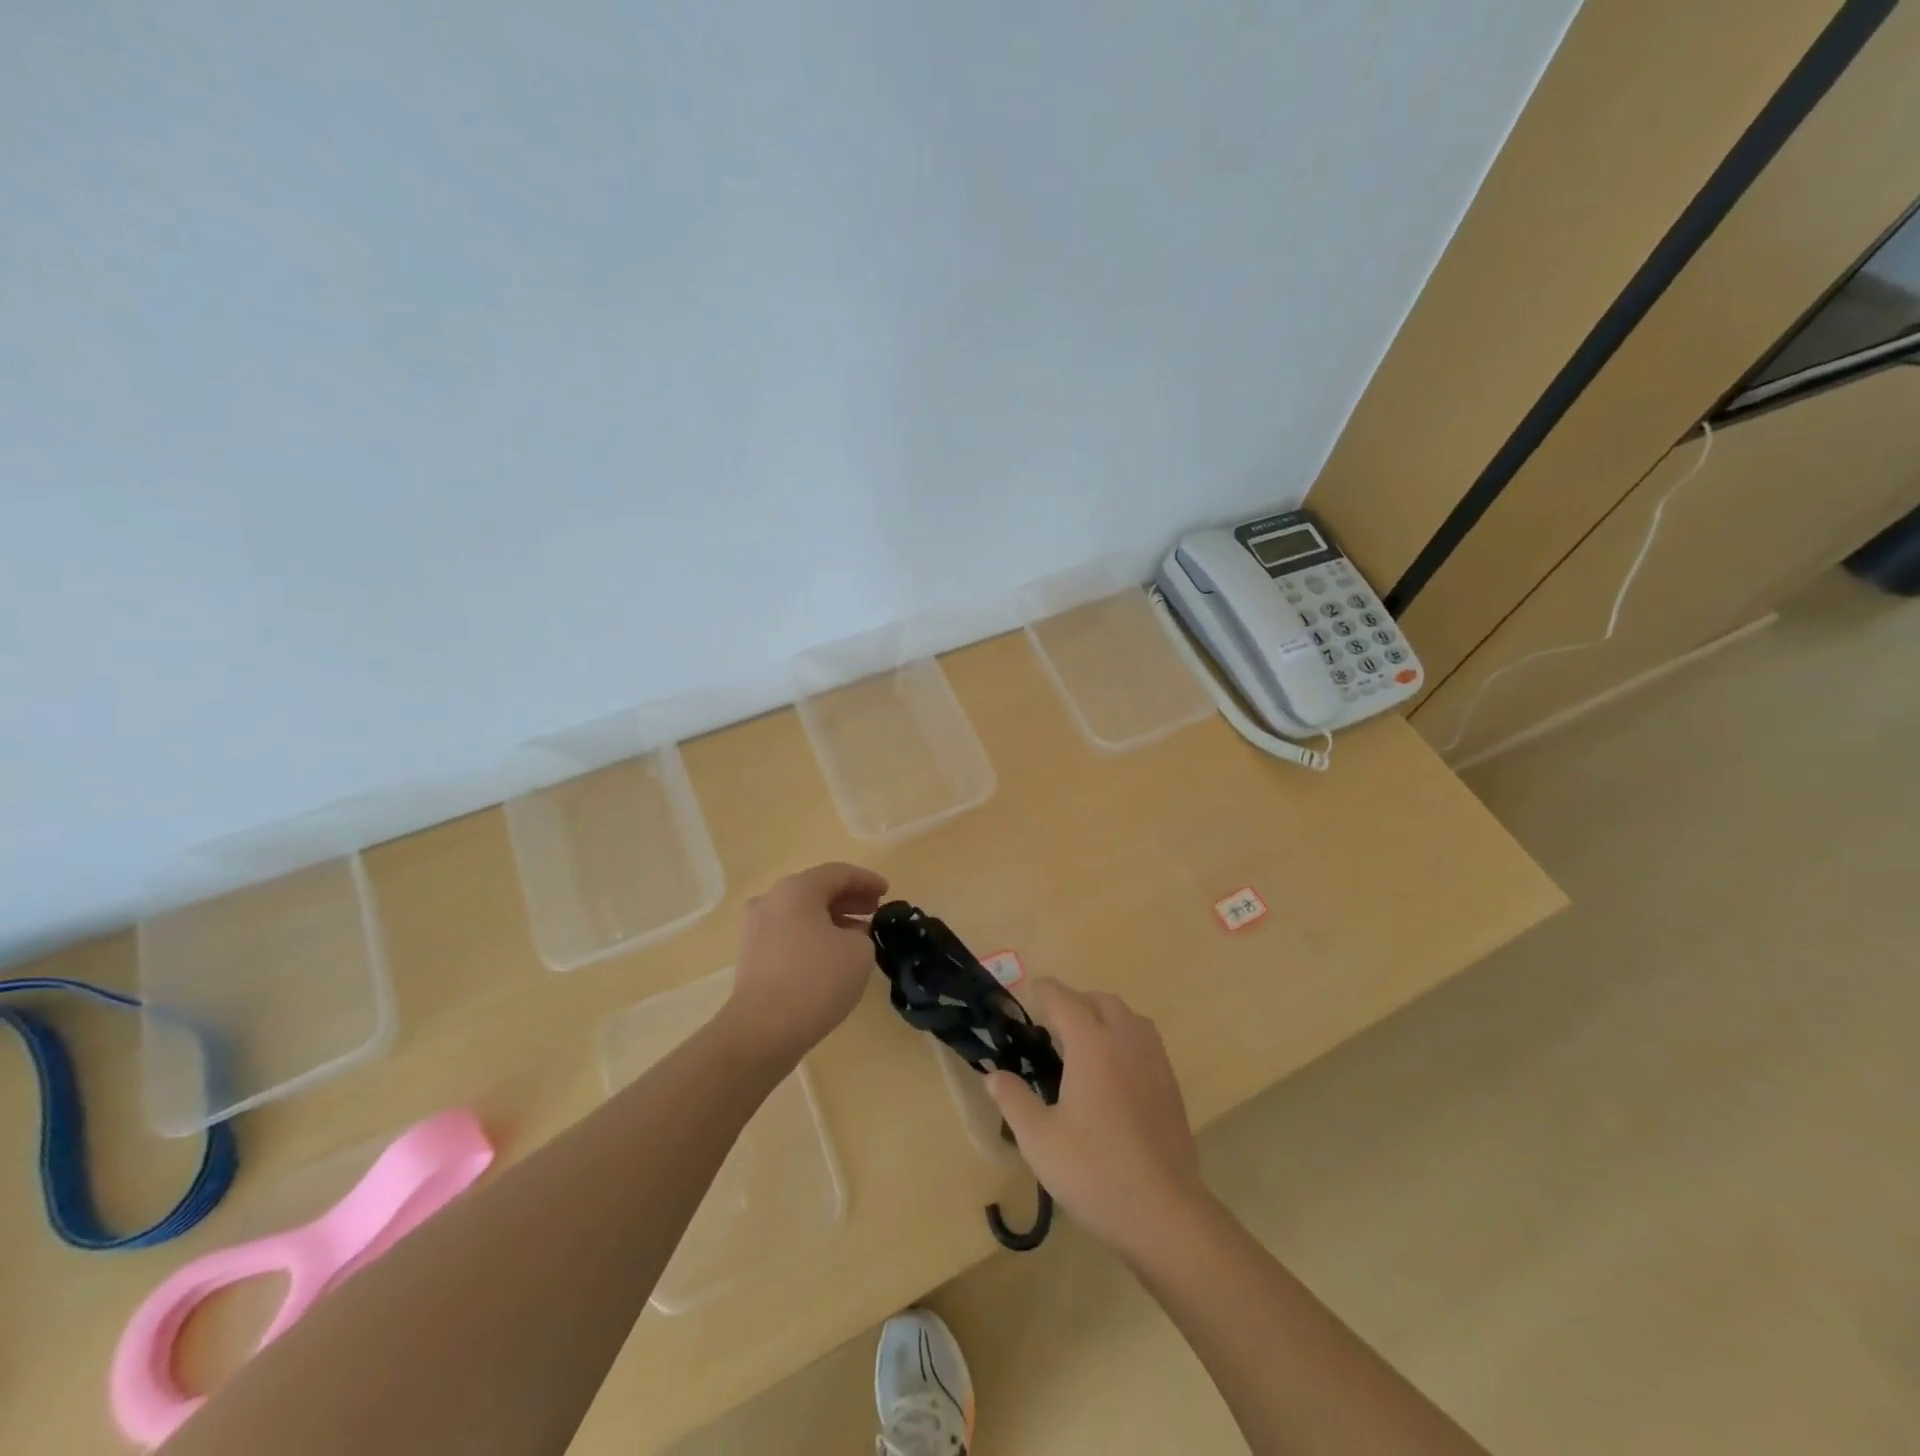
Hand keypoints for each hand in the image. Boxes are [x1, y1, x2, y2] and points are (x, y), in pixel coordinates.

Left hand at [721, 862, 888, 1067]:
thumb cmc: (816, 980)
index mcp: (796, 889)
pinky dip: (813, 935)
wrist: (763, 1030)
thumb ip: (861, 934)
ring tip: (859, 934)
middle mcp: (771, 900)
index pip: (838, 873)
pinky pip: (789, 933)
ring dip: (832, 918)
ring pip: (801, 913)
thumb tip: (848, 937)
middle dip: (849, 898)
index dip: (867, 880)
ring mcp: (755, 928)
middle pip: (816, 890)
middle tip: (875, 910)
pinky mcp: (751, 955)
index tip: (888, 891)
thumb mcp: (859, 952)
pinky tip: (832, 955)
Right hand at [985, 980, 1209, 1260]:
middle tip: (1050, 1028)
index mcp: (1092, 1043)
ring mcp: (1154, 1060)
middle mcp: (1125, 1040)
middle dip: (1074, 1003)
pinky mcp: (1171, 1084)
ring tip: (1082, 1046)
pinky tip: (1111, 1074)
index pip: (1064, 999)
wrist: (1163, 1212)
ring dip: (1103, 1017)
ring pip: (1127, 1018)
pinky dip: (1124, 1039)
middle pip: (1100, 1001)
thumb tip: (993, 1075)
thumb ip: (1013, 1100)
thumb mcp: (1039, 1139)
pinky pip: (1144, 1041)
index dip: (1043, 992)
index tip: (1026, 995)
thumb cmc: (1094, 1171)